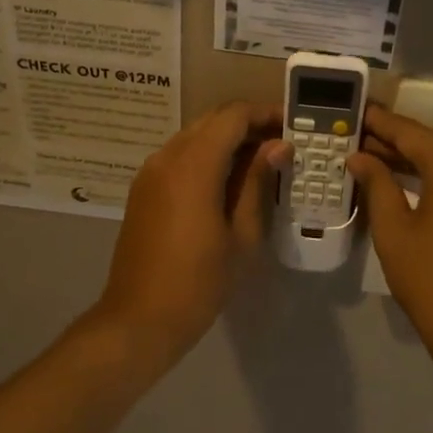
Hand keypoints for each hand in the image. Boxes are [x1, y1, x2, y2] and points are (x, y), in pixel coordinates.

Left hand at [91, 101, 289, 367]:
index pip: (233, 116)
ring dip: (227, 141)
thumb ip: (257, 183)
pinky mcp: (143, 190)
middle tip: (281, 145)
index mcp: (193, 165)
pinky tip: (229, 182)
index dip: (265, 114)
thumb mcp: (241, 235)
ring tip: (261, 164)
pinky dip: (207, 157)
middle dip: (248, 125)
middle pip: (212, 120)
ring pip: (194, 137)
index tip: (293, 126)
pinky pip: (179, 157)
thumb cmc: (199, 281)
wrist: (139, 318)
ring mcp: (150, 172)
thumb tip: (277, 147)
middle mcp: (167, 157)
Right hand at [348, 104, 432, 389]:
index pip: (408, 132)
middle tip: (359, 141)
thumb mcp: (394, 230)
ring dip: (419, 160)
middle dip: (396, 143)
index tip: (355, 112)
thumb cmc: (432, 280)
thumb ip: (376, 184)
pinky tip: (416, 182)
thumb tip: (359, 157)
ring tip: (380, 161)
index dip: (378, 123)